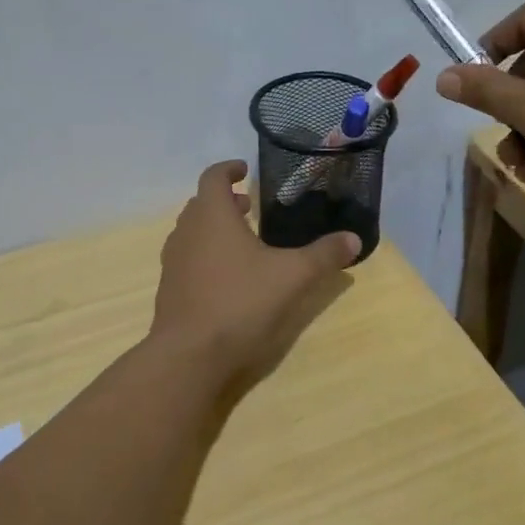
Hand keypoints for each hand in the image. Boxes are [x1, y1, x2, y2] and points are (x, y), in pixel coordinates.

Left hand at [149, 160, 360, 395]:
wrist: (190, 355)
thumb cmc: (241, 302)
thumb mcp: (293, 277)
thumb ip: (324, 255)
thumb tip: (354, 239)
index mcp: (212, 216)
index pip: (213, 177)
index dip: (229, 169)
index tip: (244, 169)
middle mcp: (186, 232)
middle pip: (201, 204)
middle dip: (225, 201)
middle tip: (250, 207)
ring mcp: (174, 262)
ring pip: (192, 232)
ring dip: (214, 228)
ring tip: (242, 241)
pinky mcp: (170, 289)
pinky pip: (188, 259)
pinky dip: (205, 254)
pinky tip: (228, 277)